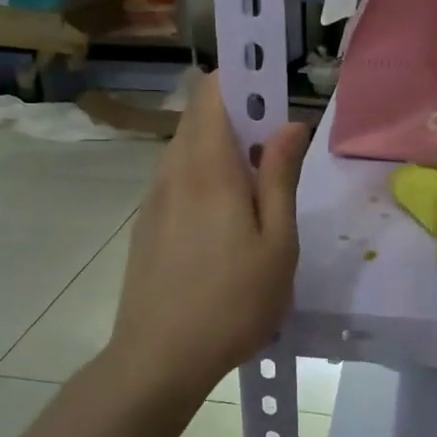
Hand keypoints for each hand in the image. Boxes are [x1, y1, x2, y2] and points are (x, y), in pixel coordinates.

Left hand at [107, 74, 308, 405]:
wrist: (158, 359)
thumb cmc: (232, 302)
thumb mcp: (277, 243)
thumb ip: (280, 177)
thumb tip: (290, 124)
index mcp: (207, 168)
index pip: (212, 92)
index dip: (241, 76)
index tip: (273, 87)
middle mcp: (173, 172)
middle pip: (198, 117)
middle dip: (238, 114)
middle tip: (276, 146)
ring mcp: (154, 199)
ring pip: (186, 149)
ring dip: (221, 147)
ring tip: (257, 188)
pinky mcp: (146, 224)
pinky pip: (177, 179)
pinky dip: (204, 175)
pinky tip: (226, 221)